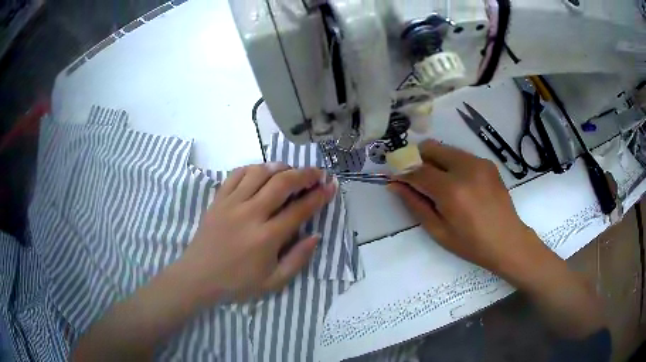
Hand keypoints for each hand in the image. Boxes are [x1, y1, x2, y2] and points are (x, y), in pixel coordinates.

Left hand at [180, 163, 336, 303]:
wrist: (198, 277)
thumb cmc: (237, 283)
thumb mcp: (273, 282)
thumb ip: (297, 260)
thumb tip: (316, 236)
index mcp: (267, 238)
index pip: (300, 209)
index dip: (319, 196)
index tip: (330, 186)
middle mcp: (251, 214)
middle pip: (282, 184)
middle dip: (304, 174)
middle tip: (316, 172)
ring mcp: (232, 204)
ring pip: (259, 173)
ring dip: (280, 167)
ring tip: (290, 170)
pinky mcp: (218, 200)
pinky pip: (236, 174)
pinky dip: (252, 168)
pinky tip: (261, 172)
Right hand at [388, 139, 542, 274]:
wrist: (507, 240)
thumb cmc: (471, 244)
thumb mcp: (438, 231)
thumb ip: (415, 205)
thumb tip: (395, 185)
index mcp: (451, 190)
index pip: (417, 171)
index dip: (402, 173)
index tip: (394, 178)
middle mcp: (465, 168)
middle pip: (431, 148)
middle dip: (417, 159)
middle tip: (414, 178)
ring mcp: (478, 162)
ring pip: (445, 149)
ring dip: (434, 161)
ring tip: (437, 183)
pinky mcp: (487, 163)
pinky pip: (460, 155)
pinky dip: (450, 164)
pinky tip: (457, 184)